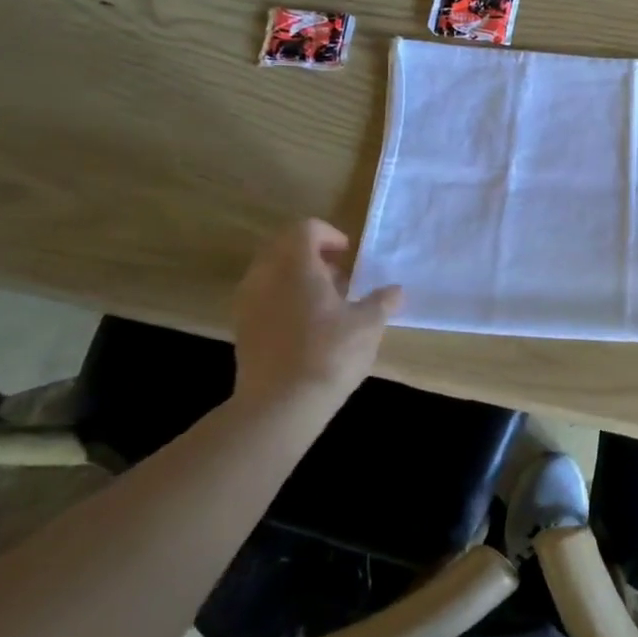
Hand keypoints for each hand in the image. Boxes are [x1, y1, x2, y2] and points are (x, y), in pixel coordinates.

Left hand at [231, 219, 401, 406]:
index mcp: (295, 266)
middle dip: (312, 255)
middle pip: (283, 247)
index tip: (348, 255)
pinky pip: (263, 298)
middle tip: (339, 276)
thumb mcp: (369, 324)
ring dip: (297, 278)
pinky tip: (309, 326)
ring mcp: (248, 305)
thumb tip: (395, 291)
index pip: (305, 229)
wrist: (279, 407)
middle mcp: (265, 278)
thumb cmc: (329, 353)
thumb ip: (382, 301)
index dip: (329, 234)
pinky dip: (284, 299)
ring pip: (271, 274)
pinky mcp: (242, 331)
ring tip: (327, 302)